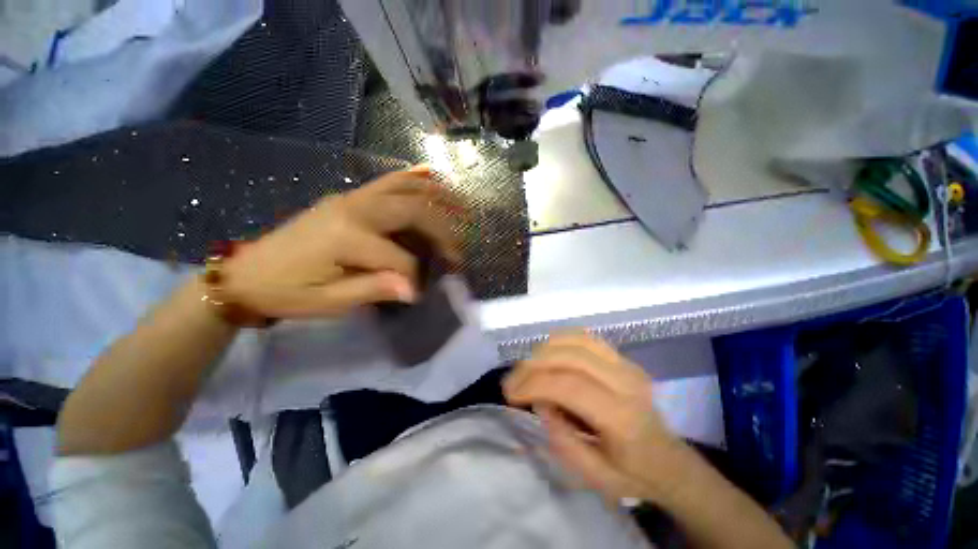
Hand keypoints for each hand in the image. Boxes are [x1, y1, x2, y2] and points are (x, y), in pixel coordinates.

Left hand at [222, 167, 463, 318]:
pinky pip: (389, 181)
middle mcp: (354, 208)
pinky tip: (432, 177)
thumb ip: (374, 290)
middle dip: (443, 231)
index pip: (400, 257)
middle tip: (459, 250)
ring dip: (437, 196)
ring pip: (405, 186)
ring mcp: (351, 197)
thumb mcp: (329, 301)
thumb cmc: (288, 291)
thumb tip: (414, 289)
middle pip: (414, 210)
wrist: (249, 272)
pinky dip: (415, 179)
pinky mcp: (349, 197)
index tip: (420, 293)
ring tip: (461, 207)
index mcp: (347, 236)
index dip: (416, 277)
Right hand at [504, 332, 692, 502]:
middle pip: (569, 356)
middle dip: (533, 365)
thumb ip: (561, 439)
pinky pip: (584, 337)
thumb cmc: (632, 474)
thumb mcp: (594, 476)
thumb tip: (540, 401)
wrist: (670, 461)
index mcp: (622, 416)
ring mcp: (625, 364)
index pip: (569, 385)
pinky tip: (547, 355)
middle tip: (513, 381)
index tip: (510, 394)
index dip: (533, 384)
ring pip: (576, 339)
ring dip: (544, 350)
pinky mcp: (622, 357)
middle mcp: (625, 381)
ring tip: (528, 368)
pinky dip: (559, 341)